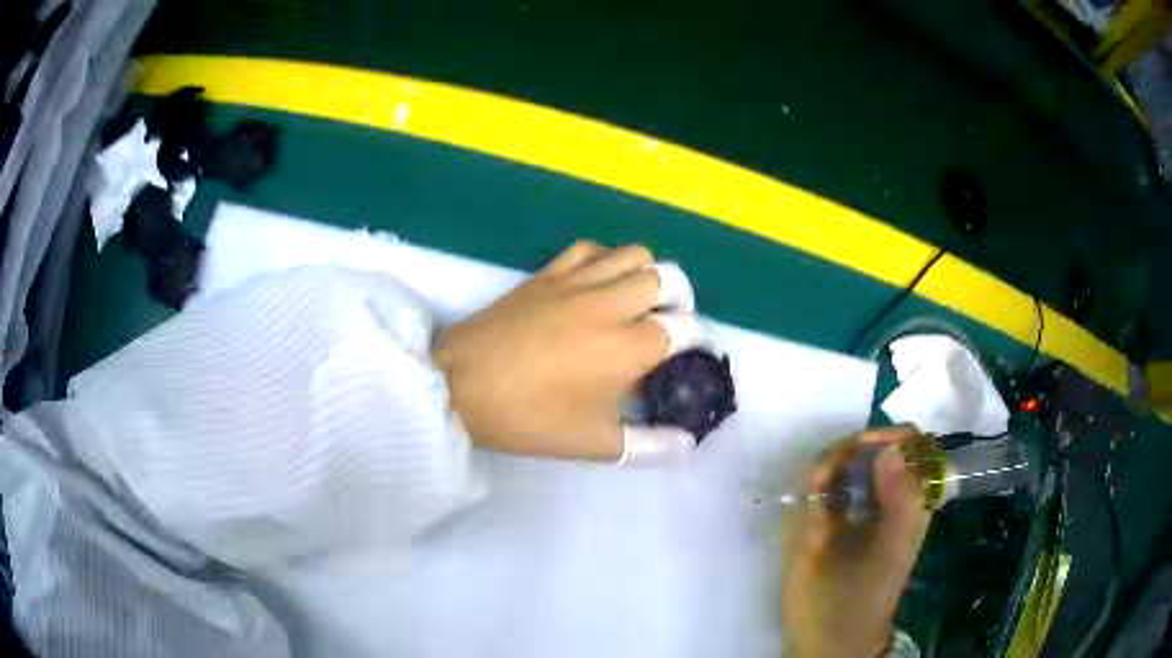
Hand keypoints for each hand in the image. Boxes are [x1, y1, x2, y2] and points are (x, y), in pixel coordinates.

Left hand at [432, 241, 700, 462]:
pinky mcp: (548, 272)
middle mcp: (612, 304)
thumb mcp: (594, 443)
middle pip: (669, 279)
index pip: (686, 329)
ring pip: (634, 254)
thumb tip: (687, 445)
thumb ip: (651, 446)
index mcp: (629, 346)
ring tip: (637, 301)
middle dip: (680, 301)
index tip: (688, 357)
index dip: (696, 342)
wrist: (461, 386)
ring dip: (647, 274)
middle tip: (666, 325)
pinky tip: (598, 282)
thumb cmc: (530, 418)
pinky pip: (591, 248)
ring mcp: (578, 281)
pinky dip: (606, 259)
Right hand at [782, 426, 931, 657]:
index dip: (897, 436)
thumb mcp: (893, 549)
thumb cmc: (868, 595)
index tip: (874, 442)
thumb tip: (893, 447)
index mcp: (910, 501)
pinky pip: (821, 481)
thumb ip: (900, 501)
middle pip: (877, 446)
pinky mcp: (821, 516)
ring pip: (846, 459)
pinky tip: (813, 491)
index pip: (912, 448)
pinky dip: (818, 477)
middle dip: (860, 446)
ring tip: (821, 484)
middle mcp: (883, 496)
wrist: (827, 635)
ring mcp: (851, 505)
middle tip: (843, 460)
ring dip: (834, 459)